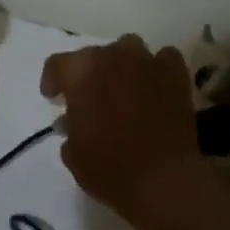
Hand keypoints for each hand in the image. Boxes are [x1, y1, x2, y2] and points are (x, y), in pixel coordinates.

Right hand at [40, 34, 211, 229]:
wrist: (164, 180)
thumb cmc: (108, 168)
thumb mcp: (73, 153)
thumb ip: (69, 129)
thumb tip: (70, 121)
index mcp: (80, 72)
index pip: (57, 65)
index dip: (53, 81)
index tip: (54, 100)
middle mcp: (112, 57)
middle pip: (93, 54)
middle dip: (88, 74)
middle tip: (89, 98)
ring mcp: (147, 63)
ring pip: (128, 48)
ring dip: (121, 64)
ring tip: (122, 88)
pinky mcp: (176, 76)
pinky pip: (163, 59)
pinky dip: (156, 69)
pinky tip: (153, 86)